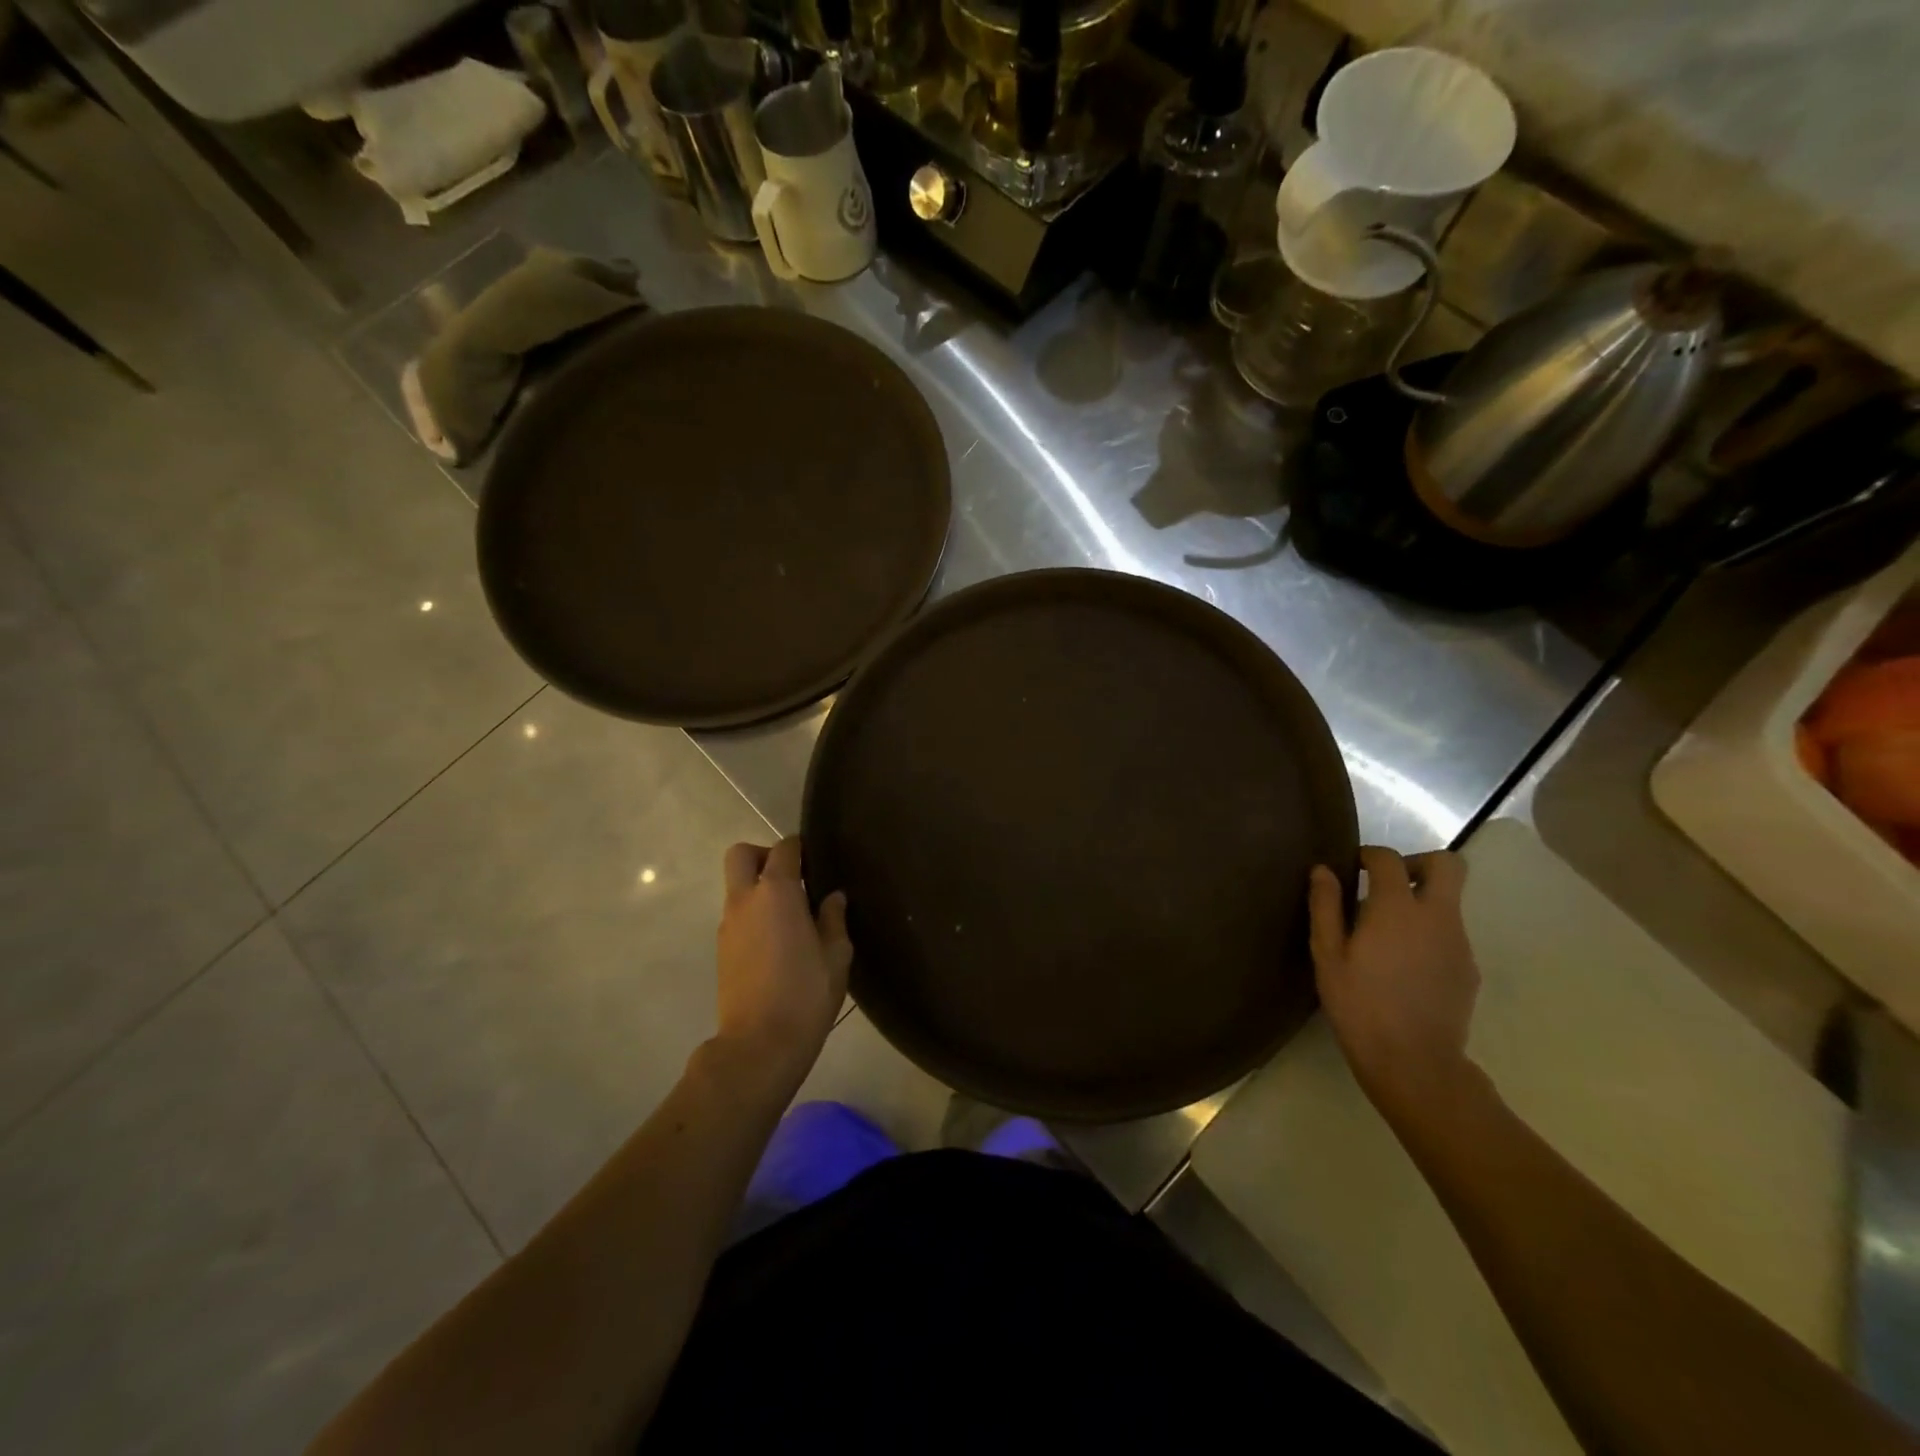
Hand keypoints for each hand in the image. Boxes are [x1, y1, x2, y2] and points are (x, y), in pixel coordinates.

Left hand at [715, 838, 850, 1085]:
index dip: (799, 848)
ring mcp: (728, 925)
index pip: (784, 849)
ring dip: (758, 888)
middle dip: (764, 856)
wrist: (759, 1045)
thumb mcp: (836, 955)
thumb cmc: (806, 994)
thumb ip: (833, 918)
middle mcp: (745, 900)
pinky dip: (754, 914)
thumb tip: (832, 897)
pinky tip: (778, 941)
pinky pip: (736, 914)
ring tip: (791, 917)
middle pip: (740, 855)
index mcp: (776, 893)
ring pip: (736, 887)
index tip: (816, 861)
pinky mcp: (722, 949)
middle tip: (792, 879)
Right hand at [1308, 847, 1479, 1116]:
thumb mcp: (1327, 955)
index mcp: (1397, 908)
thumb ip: (1325, 907)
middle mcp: (1437, 916)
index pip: (1389, 859)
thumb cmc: (1359, 1004)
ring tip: (1386, 935)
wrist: (1415, 1063)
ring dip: (1421, 902)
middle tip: (1387, 886)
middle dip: (1417, 864)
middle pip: (1448, 865)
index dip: (1370, 855)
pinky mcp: (1468, 969)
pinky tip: (1403, 965)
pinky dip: (1428, 933)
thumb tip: (1323, 870)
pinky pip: (1449, 933)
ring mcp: (1459, 943)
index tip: (1352, 868)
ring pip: (1449, 901)